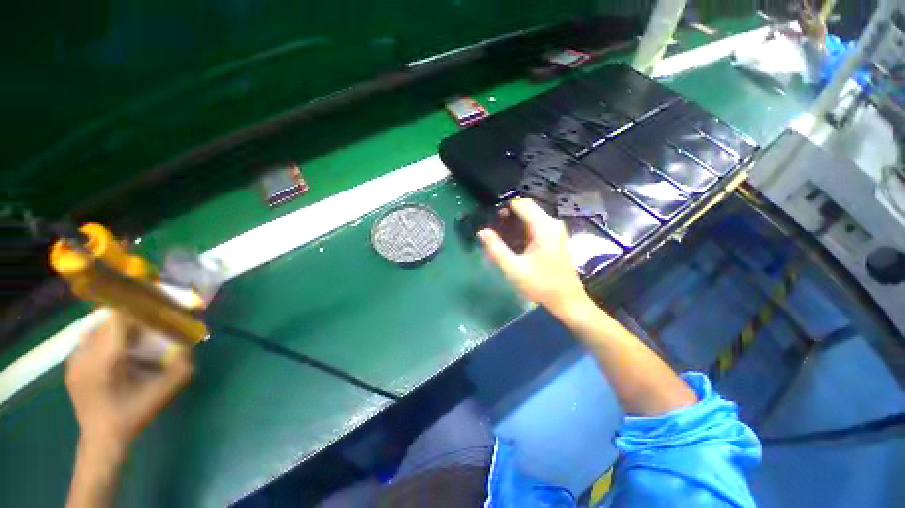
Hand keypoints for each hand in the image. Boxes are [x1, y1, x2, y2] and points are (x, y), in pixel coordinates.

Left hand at [66, 312, 192, 452]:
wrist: (103, 438)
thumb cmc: (134, 413)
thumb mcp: (164, 391)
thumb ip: (180, 365)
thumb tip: (185, 343)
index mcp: (105, 360)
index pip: (117, 318)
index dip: (137, 313)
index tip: (154, 317)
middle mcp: (84, 355)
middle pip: (105, 320)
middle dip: (128, 320)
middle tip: (146, 329)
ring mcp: (73, 360)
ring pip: (95, 328)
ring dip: (114, 328)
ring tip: (131, 339)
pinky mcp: (70, 365)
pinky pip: (87, 339)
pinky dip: (103, 338)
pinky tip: (115, 352)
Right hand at [478, 198, 588, 316]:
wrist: (567, 300)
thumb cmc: (541, 285)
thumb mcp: (514, 268)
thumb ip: (496, 248)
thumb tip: (482, 232)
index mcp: (543, 227)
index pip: (521, 204)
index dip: (503, 208)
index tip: (490, 219)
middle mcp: (551, 223)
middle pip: (525, 209)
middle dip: (507, 217)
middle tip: (492, 231)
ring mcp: (555, 230)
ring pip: (529, 218)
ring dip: (513, 225)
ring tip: (499, 239)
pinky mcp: (554, 238)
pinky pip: (534, 226)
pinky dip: (521, 231)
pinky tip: (512, 245)